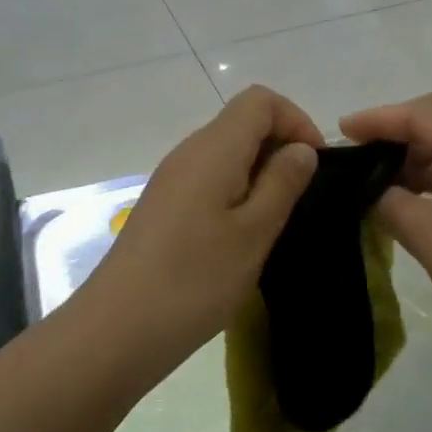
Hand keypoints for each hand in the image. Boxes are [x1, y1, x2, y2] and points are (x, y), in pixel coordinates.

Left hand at [88, 87, 321, 351]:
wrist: (115, 331)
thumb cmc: (194, 279)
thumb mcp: (254, 232)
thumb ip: (283, 183)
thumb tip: (301, 149)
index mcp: (214, 149)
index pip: (260, 101)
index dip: (296, 121)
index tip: (315, 164)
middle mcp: (189, 152)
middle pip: (243, 122)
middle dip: (281, 147)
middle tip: (301, 197)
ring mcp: (172, 179)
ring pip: (227, 152)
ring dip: (260, 172)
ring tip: (276, 219)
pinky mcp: (164, 206)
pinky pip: (210, 178)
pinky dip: (237, 190)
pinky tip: (242, 234)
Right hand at [340, 92, 431, 354]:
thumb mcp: (428, 234)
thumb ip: (389, 202)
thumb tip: (372, 190)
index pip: (421, 113)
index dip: (377, 120)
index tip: (341, 131)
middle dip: (402, 127)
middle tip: (366, 150)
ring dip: (425, 151)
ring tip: (389, 180)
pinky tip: (424, 197)